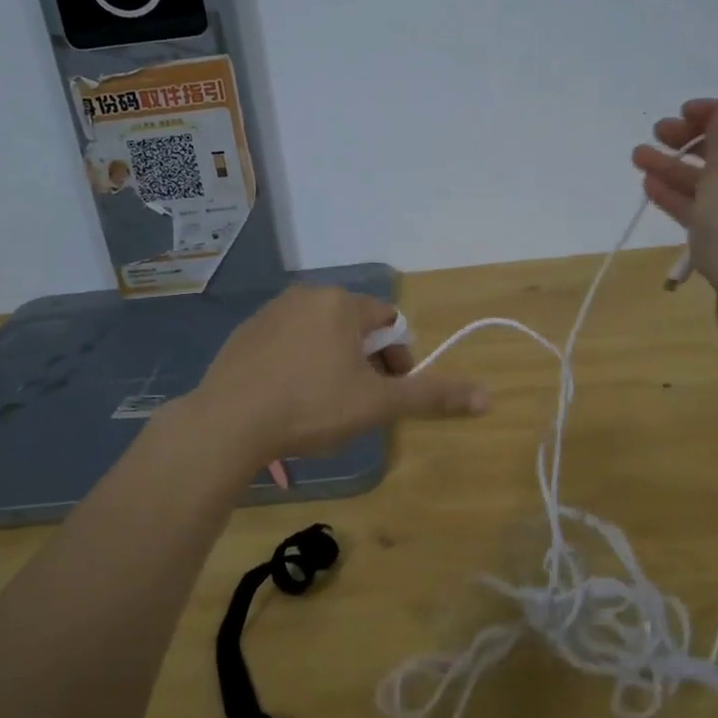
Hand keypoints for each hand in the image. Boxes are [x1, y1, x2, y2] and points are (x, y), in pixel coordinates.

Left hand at [184, 286, 489, 463]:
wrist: (228, 422)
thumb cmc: (311, 406)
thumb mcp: (376, 404)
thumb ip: (431, 396)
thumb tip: (489, 398)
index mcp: (342, 304)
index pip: (389, 322)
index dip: (397, 359)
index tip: (388, 393)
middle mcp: (307, 296)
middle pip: (355, 326)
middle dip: (365, 362)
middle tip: (357, 404)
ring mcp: (271, 312)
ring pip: (320, 334)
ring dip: (332, 362)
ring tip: (322, 405)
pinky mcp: (244, 333)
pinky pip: (286, 343)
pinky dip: (297, 364)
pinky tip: (287, 399)